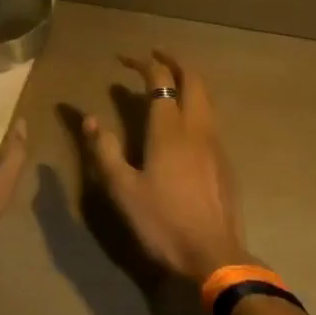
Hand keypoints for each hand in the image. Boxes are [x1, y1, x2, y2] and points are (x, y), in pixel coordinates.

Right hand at [80, 50, 251, 284]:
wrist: (214, 257)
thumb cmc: (162, 222)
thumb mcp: (122, 189)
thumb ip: (105, 151)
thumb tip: (90, 119)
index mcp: (169, 130)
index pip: (160, 80)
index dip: (143, 64)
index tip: (123, 60)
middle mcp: (197, 128)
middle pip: (193, 80)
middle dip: (174, 62)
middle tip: (154, 57)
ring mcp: (216, 145)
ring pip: (206, 99)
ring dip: (188, 82)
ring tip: (168, 83)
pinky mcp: (225, 163)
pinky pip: (210, 120)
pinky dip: (196, 106)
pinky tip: (183, 125)